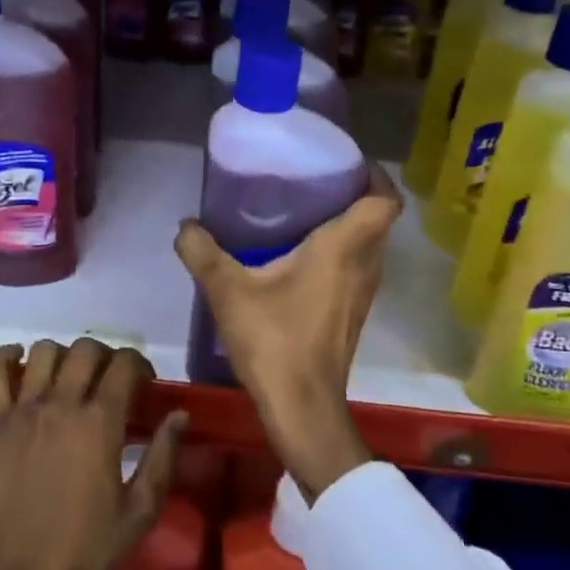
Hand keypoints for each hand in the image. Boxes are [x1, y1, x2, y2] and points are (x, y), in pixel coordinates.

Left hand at [0, 338, 186, 569]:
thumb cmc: (84, 551)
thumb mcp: (138, 512)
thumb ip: (162, 457)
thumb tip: (179, 415)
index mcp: (100, 423)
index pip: (124, 365)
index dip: (140, 364)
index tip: (144, 382)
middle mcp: (62, 404)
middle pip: (85, 349)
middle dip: (105, 355)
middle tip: (109, 379)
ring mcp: (23, 411)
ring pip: (43, 352)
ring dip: (62, 355)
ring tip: (68, 376)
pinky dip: (6, 357)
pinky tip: (19, 362)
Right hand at [174, 166, 402, 500]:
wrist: (303, 407)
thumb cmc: (274, 340)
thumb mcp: (227, 290)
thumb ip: (202, 252)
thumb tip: (186, 225)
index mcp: (343, 248)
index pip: (384, 201)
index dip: (375, 175)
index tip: (347, 162)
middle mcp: (364, 266)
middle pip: (377, 220)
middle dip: (354, 195)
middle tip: (315, 181)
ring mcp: (363, 293)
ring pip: (369, 246)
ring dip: (348, 226)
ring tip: (306, 213)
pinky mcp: (353, 314)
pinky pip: (357, 268)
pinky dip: (340, 253)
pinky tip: (300, 258)